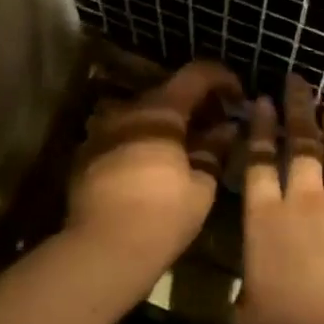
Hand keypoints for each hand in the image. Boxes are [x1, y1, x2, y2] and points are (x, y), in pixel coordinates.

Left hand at [68, 60, 242, 276]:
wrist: (103, 249)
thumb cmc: (163, 215)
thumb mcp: (202, 185)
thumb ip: (215, 149)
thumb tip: (226, 129)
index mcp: (160, 111)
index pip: (196, 74)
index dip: (222, 79)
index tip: (238, 97)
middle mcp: (126, 110)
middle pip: (167, 93)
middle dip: (196, 105)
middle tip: (216, 129)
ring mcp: (101, 130)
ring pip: (142, 115)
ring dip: (166, 124)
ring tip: (184, 149)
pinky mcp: (85, 154)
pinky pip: (121, 136)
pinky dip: (142, 141)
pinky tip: (153, 167)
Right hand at [233, 75, 323, 323]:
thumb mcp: (247, 323)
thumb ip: (246, 298)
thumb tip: (251, 293)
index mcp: (262, 223)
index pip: (257, 166)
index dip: (258, 132)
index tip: (262, 102)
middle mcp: (301, 206)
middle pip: (298, 149)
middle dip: (295, 112)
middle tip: (296, 81)